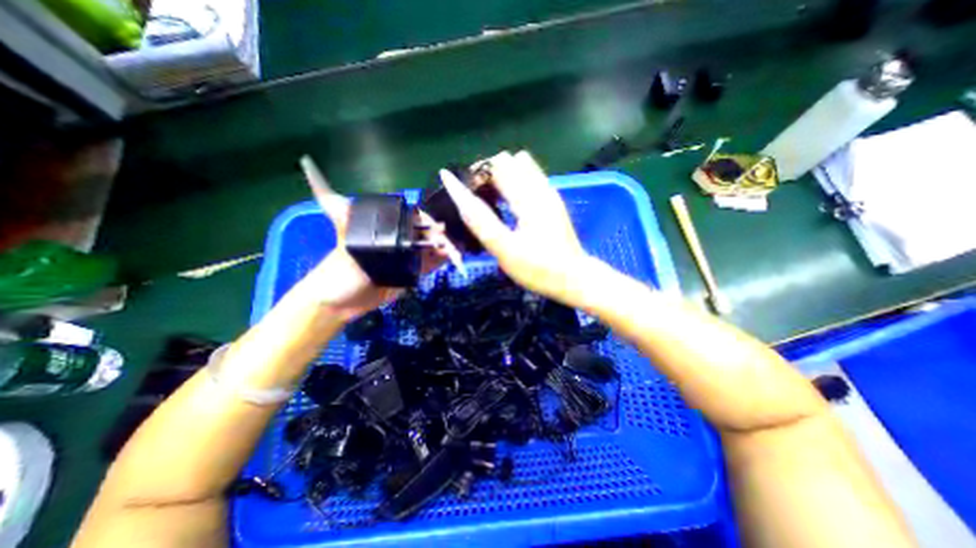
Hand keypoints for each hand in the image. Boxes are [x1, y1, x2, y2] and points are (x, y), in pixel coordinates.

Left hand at [300, 157, 446, 317]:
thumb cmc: (339, 268)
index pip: (412, 219)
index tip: (439, 227)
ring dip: (444, 249)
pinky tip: (453, 260)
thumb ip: (338, 208)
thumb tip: (308, 163)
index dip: (427, 221)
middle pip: (425, 234)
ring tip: (456, 254)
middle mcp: (399, 240)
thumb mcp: (341, 234)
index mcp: (387, 228)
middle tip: (448, 245)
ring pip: (430, 249)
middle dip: (440, 237)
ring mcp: (407, 257)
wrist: (340, 302)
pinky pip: (430, 265)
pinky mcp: (411, 273)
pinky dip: (442, 261)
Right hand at [444, 151, 594, 310]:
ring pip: (520, 167)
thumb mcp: (505, 249)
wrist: (575, 279)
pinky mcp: (551, 201)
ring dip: (501, 177)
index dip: (477, 175)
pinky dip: (513, 184)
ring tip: (491, 202)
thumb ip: (480, 220)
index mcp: (529, 196)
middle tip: (478, 201)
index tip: (468, 198)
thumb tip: (456, 190)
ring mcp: (548, 193)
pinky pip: (528, 179)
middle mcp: (540, 187)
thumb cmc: (539, 269)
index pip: (497, 163)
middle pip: (508, 160)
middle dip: (487, 174)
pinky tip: (508, 206)